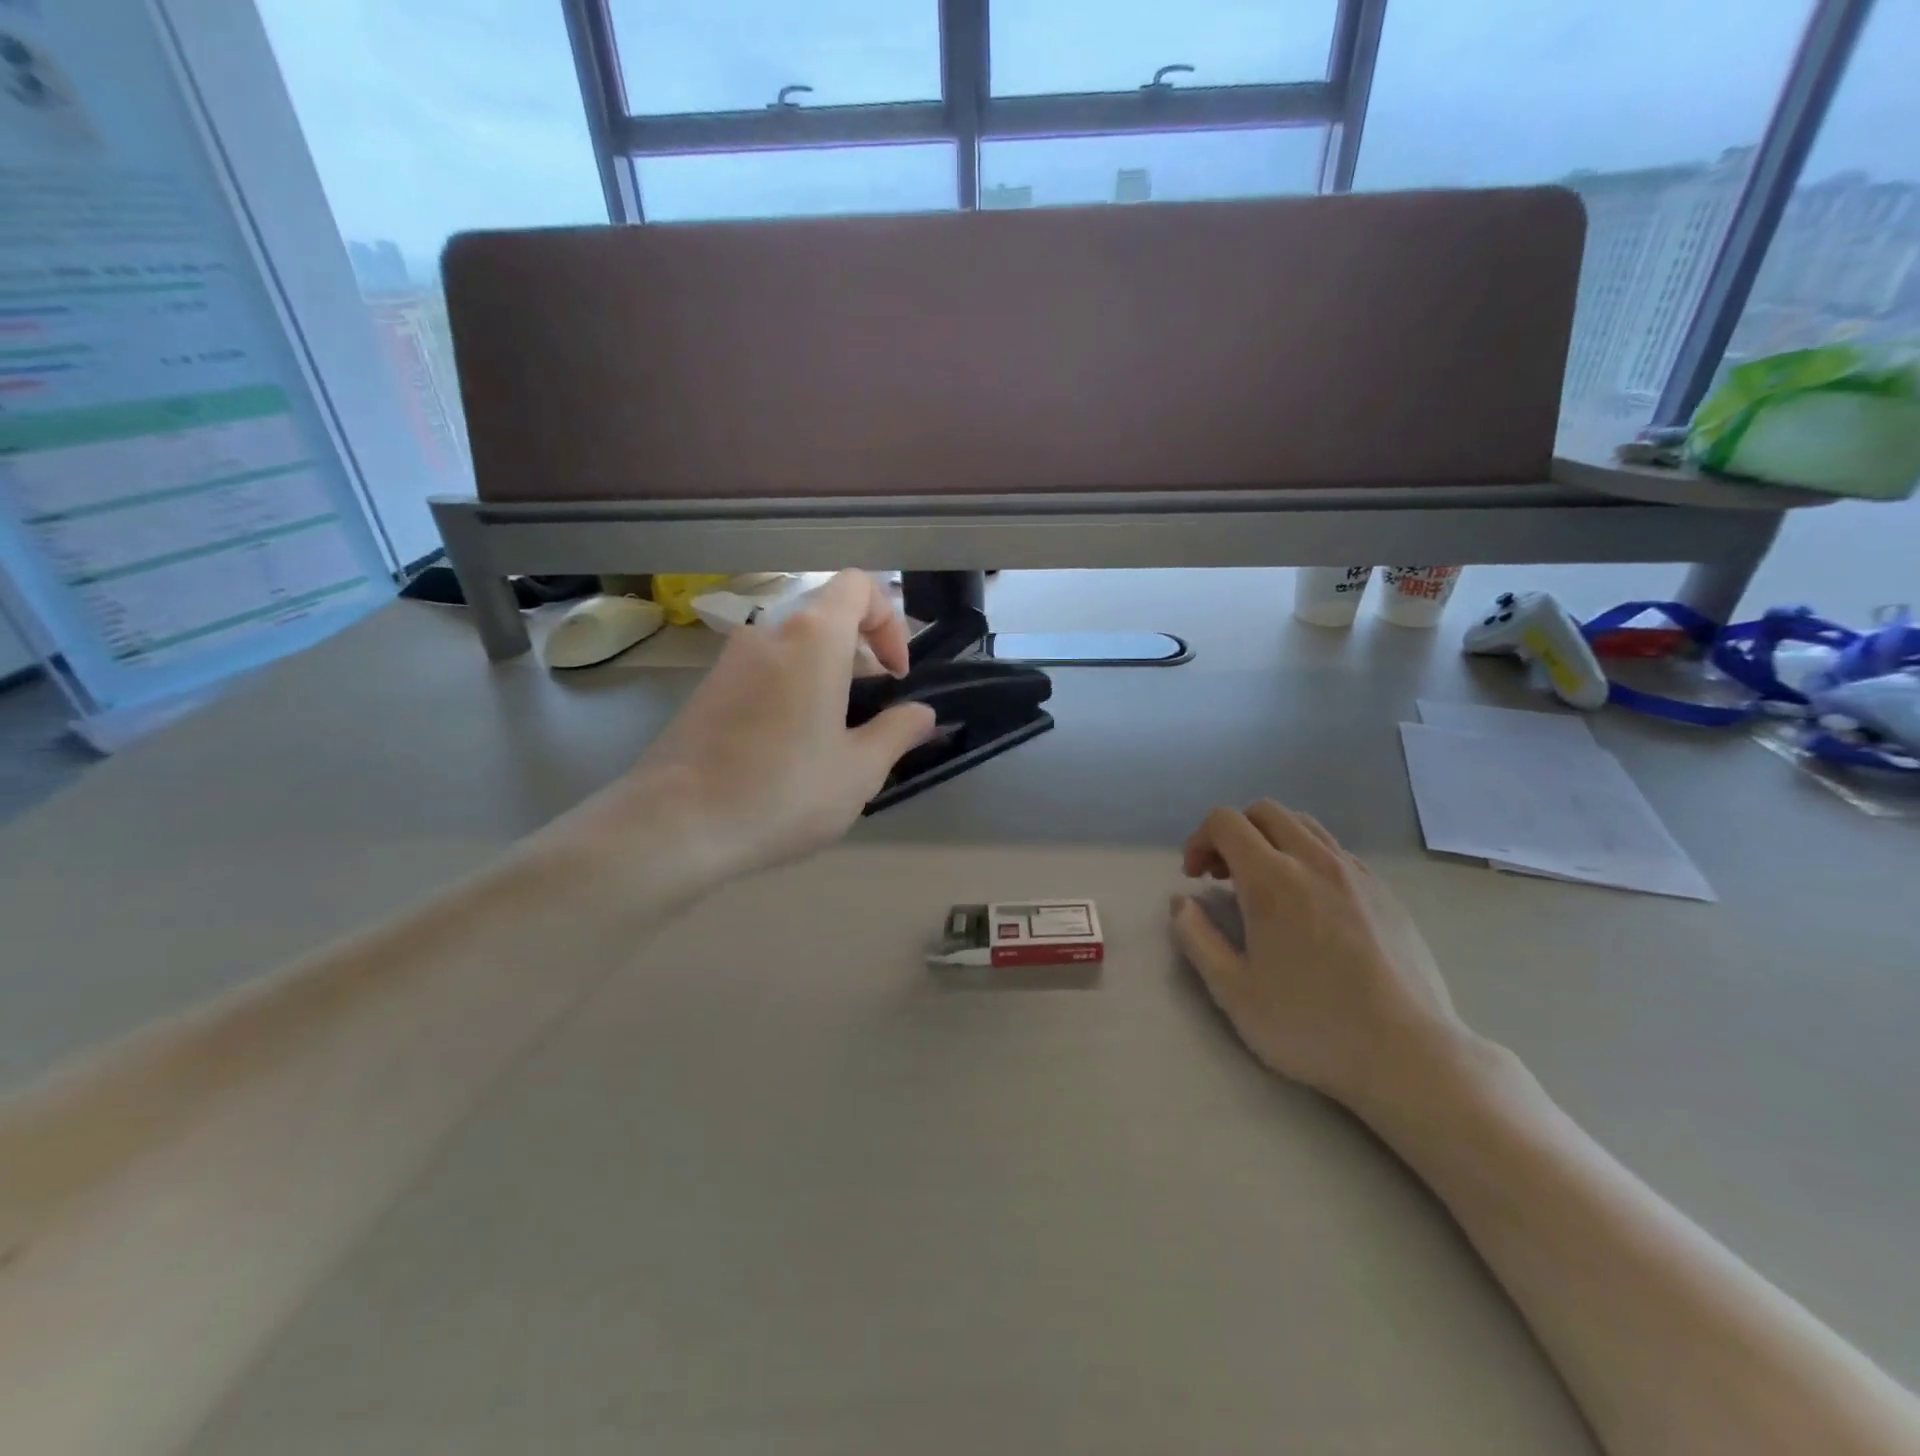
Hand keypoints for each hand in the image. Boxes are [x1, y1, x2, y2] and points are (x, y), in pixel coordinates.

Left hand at [571, 571, 935, 884]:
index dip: (890, 621)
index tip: (896, 675)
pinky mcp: (705, 690)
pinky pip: (763, 674)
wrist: (676, 825)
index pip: (859, 587)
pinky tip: (788, 751)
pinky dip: (790, 693)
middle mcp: (768, 633)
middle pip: (826, 618)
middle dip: (859, 656)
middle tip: (871, 712)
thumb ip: (898, 731)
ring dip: (824, 677)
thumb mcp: (860, 770)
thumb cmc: (784, 791)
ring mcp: (729, 660)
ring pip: (793, 649)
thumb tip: (922, 713)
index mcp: (813, 638)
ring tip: (832, 739)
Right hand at [1170, 801, 1468, 1112]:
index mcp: (1272, 879)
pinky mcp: (1386, 893)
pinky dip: (1308, 858)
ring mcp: (1357, 874)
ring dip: (1272, 840)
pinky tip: (1310, 905)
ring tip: (1266, 886)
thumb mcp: (1232, 991)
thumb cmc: (1311, 1025)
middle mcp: (1315, 861)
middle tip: (1223, 876)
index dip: (1199, 839)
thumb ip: (1196, 938)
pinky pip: (1336, 852)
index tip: (1195, 878)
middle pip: (1264, 812)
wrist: (1409, 1056)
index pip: (1225, 822)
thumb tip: (1181, 902)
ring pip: (1304, 826)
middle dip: (1233, 833)